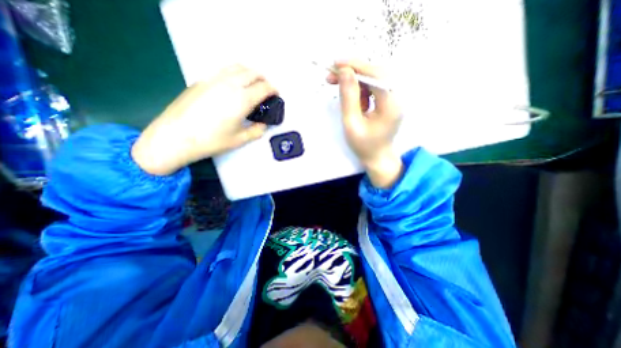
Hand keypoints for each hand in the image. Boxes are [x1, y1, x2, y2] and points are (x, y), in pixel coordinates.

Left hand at [131, 64, 275, 175]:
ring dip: (250, 73)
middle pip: (252, 73)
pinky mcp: (202, 80)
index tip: (276, 94)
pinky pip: (224, 70)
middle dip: (263, 79)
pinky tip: (234, 86)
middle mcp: (230, 84)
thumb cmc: (211, 140)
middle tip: (266, 90)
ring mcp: (214, 79)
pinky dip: (236, 73)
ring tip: (252, 84)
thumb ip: (257, 131)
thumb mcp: (240, 140)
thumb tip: (264, 124)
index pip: (263, 87)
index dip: (273, 90)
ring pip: (237, 67)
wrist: (175, 136)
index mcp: (242, 99)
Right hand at [326, 61, 405, 188]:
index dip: (355, 66)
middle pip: (375, 73)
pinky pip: (373, 88)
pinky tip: (354, 102)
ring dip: (355, 82)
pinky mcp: (389, 101)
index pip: (375, 75)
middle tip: (331, 76)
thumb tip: (344, 71)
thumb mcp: (352, 123)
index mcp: (391, 104)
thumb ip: (348, 97)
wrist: (377, 158)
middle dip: (352, 72)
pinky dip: (360, 91)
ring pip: (373, 79)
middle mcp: (397, 97)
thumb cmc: (364, 146)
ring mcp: (394, 98)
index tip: (336, 63)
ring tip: (338, 89)